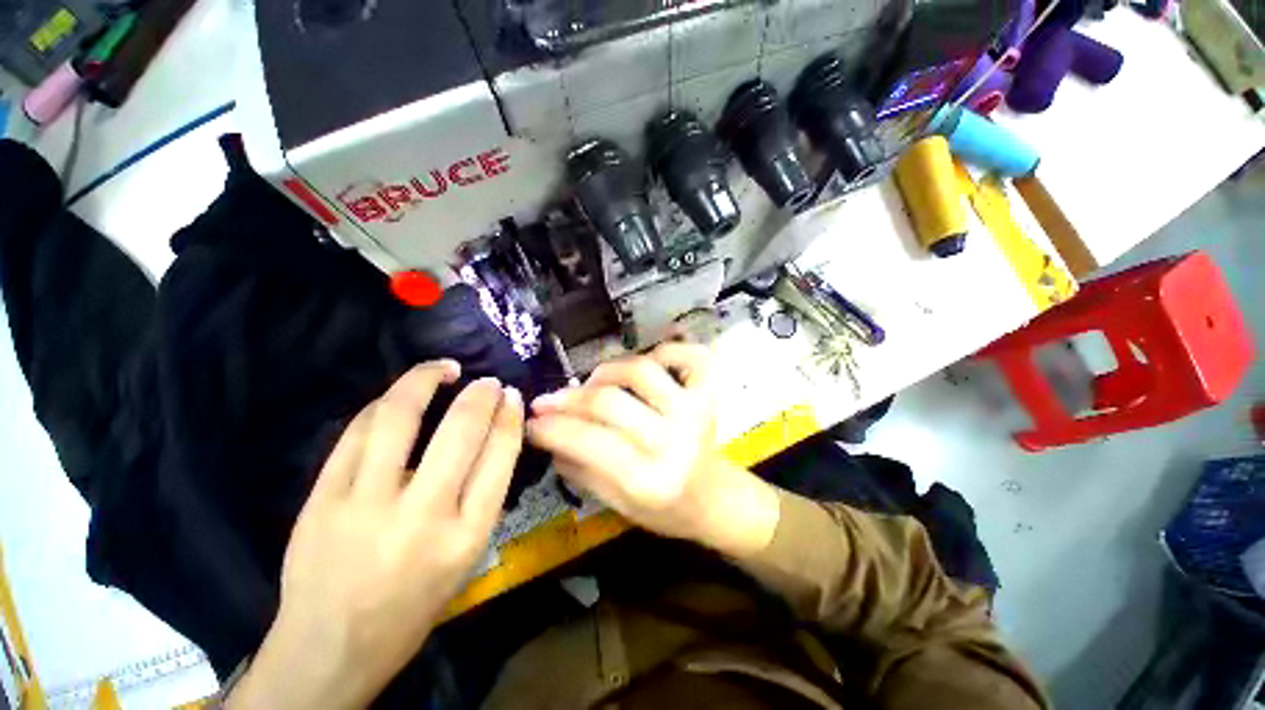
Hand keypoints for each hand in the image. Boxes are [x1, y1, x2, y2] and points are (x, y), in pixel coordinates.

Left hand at [229, 362, 523, 709]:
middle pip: (460, 432)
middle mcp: (421, 516)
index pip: (500, 457)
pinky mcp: (322, 499)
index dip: (510, 418)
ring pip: (399, 418)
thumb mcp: (466, 557)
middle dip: (480, 395)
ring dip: (425, 380)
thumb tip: (493, 437)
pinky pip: (356, 433)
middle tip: (487, 382)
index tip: (512, 397)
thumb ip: (482, 496)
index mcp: (466, 536)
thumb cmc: (412, 606)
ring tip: (444, 368)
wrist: (330, 648)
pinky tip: (399, 397)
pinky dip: (383, 404)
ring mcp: (365, 504)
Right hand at [527, 343, 778, 557]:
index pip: (590, 442)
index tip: (531, 420)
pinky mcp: (709, 393)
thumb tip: (546, 435)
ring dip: (606, 372)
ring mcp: (696, 411)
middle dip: (569, 399)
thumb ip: (580, 470)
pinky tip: (645, 365)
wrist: (714, 499)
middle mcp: (675, 440)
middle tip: (548, 401)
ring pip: (639, 370)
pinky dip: (663, 351)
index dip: (553, 427)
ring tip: (592, 386)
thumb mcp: (617, 504)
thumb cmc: (665, 509)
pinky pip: (685, 355)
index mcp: (651, 481)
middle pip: (610, 401)